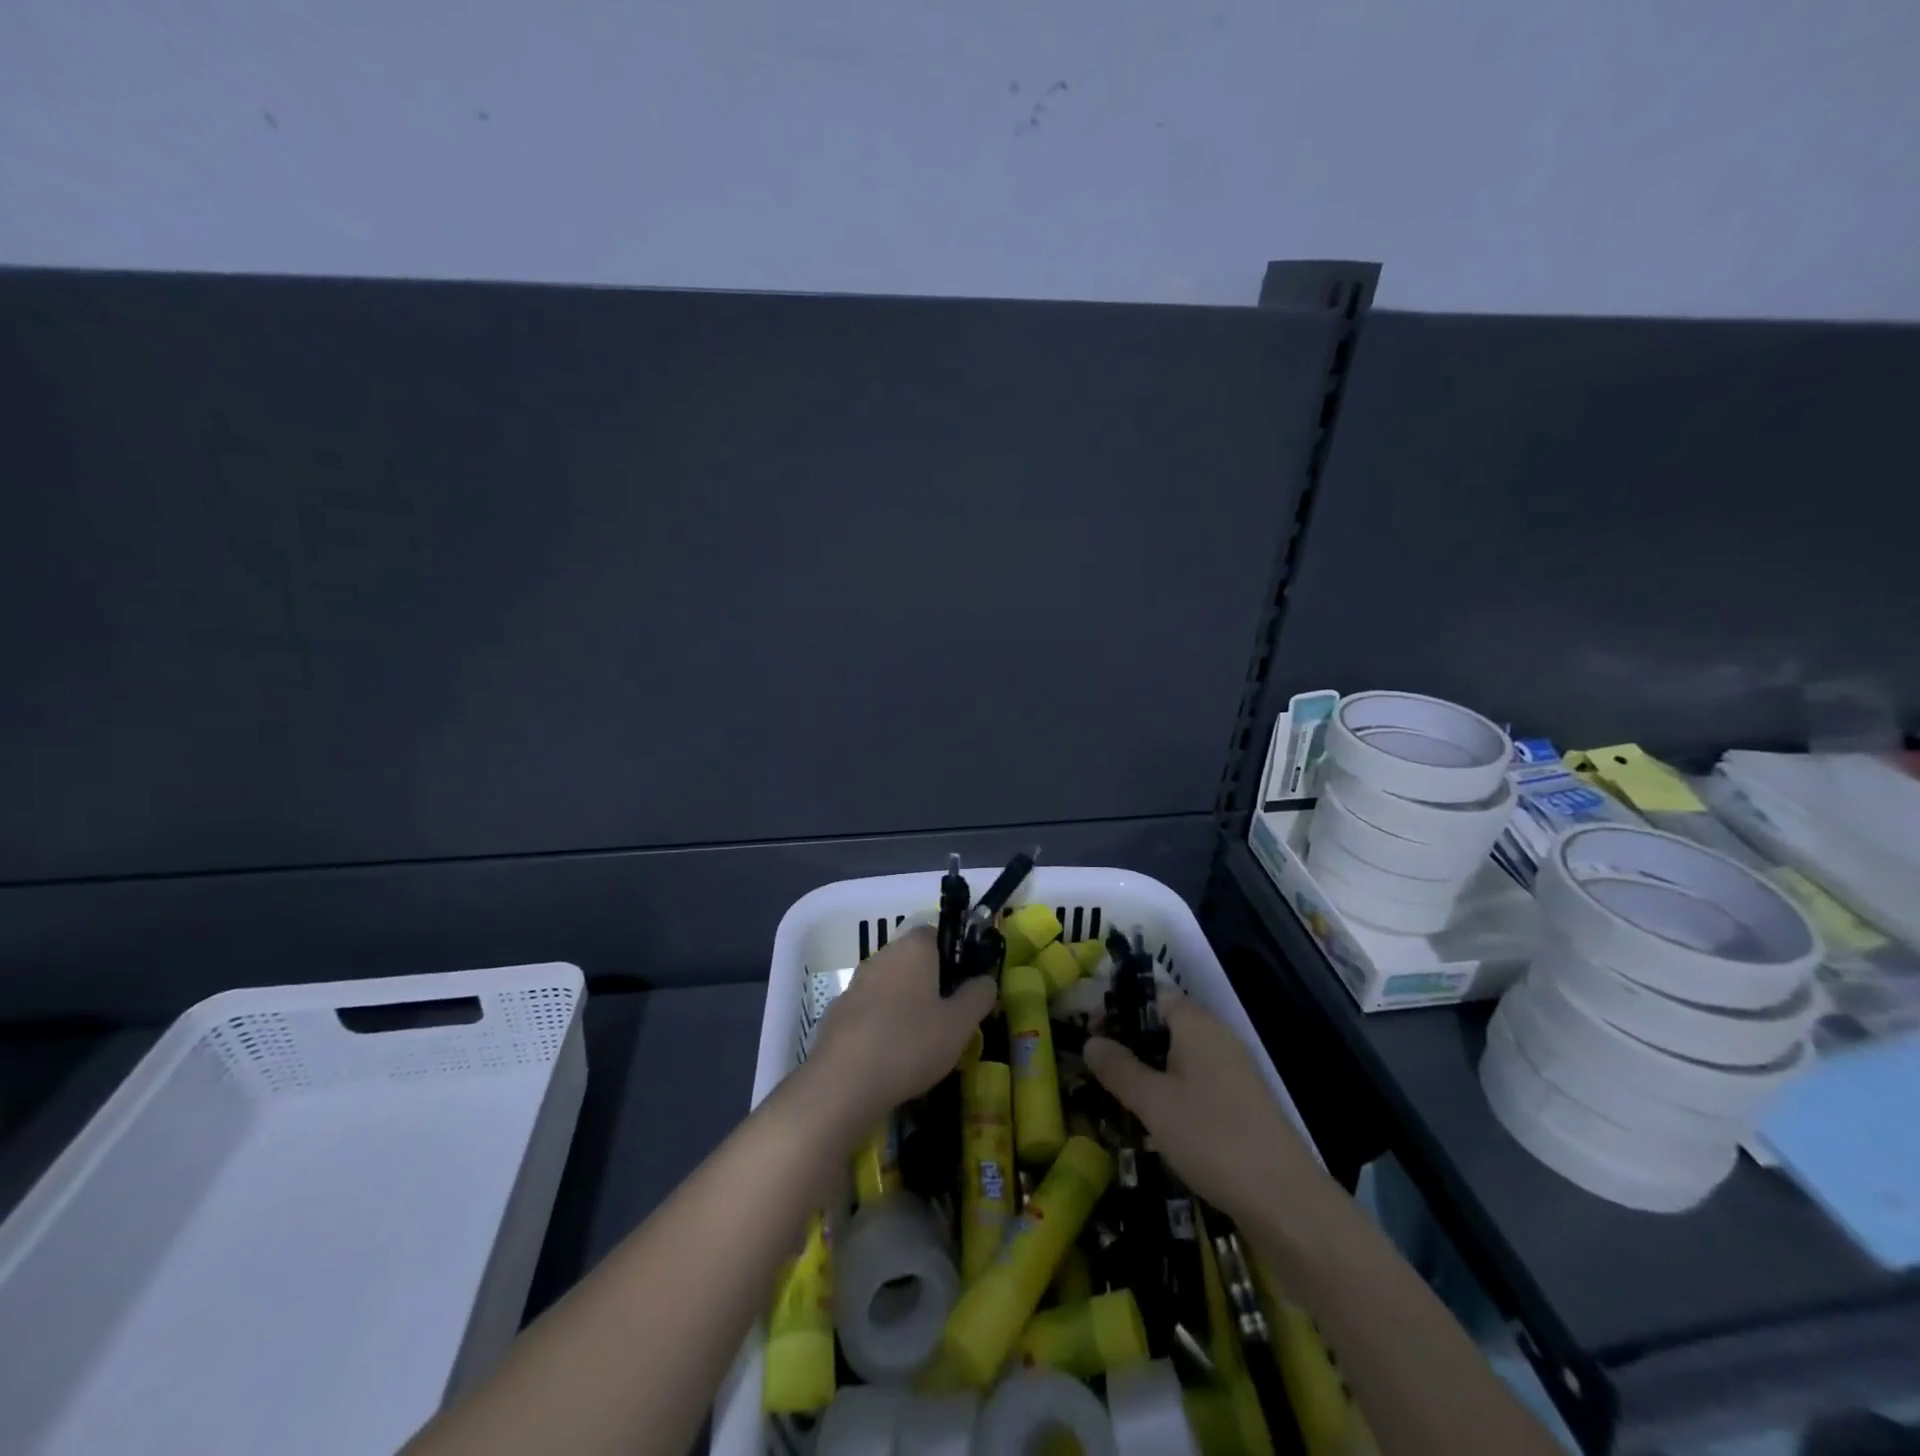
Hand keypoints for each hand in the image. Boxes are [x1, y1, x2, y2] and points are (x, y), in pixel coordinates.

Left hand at [802, 927, 996, 1132]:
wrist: (843, 1082)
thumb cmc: (910, 1043)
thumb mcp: (959, 1025)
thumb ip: (977, 996)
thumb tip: (986, 980)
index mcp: (913, 949)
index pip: (935, 933)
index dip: (952, 954)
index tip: (963, 984)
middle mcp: (882, 956)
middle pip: (911, 959)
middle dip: (929, 982)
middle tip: (947, 1016)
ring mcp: (855, 984)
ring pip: (889, 985)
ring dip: (904, 1003)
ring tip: (920, 1040)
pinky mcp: (836, 1012)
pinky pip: (868, 1010)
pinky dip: (880, 1023)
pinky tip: (889, 1055)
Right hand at [1083, 991, 1323, 1226]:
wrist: (1284, 1202)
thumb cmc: (1210, 1137)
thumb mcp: (1152, 1102)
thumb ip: (1118, 1068)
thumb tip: (1091, 1042)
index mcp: (1196, 1025)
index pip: (1153, 995)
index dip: (1119, 1008)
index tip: (1092, 1034)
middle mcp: (1217, 1038)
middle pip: (1165, 1026)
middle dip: (1131, 1044)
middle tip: (1100, 1070)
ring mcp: (1234, 1072)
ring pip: (1180, 1058)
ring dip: (1149, 1073)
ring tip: (1119, 1100)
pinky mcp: (1242, 1105)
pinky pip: (1197, 1084)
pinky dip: (1172, 1094)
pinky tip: (1156, 1126)